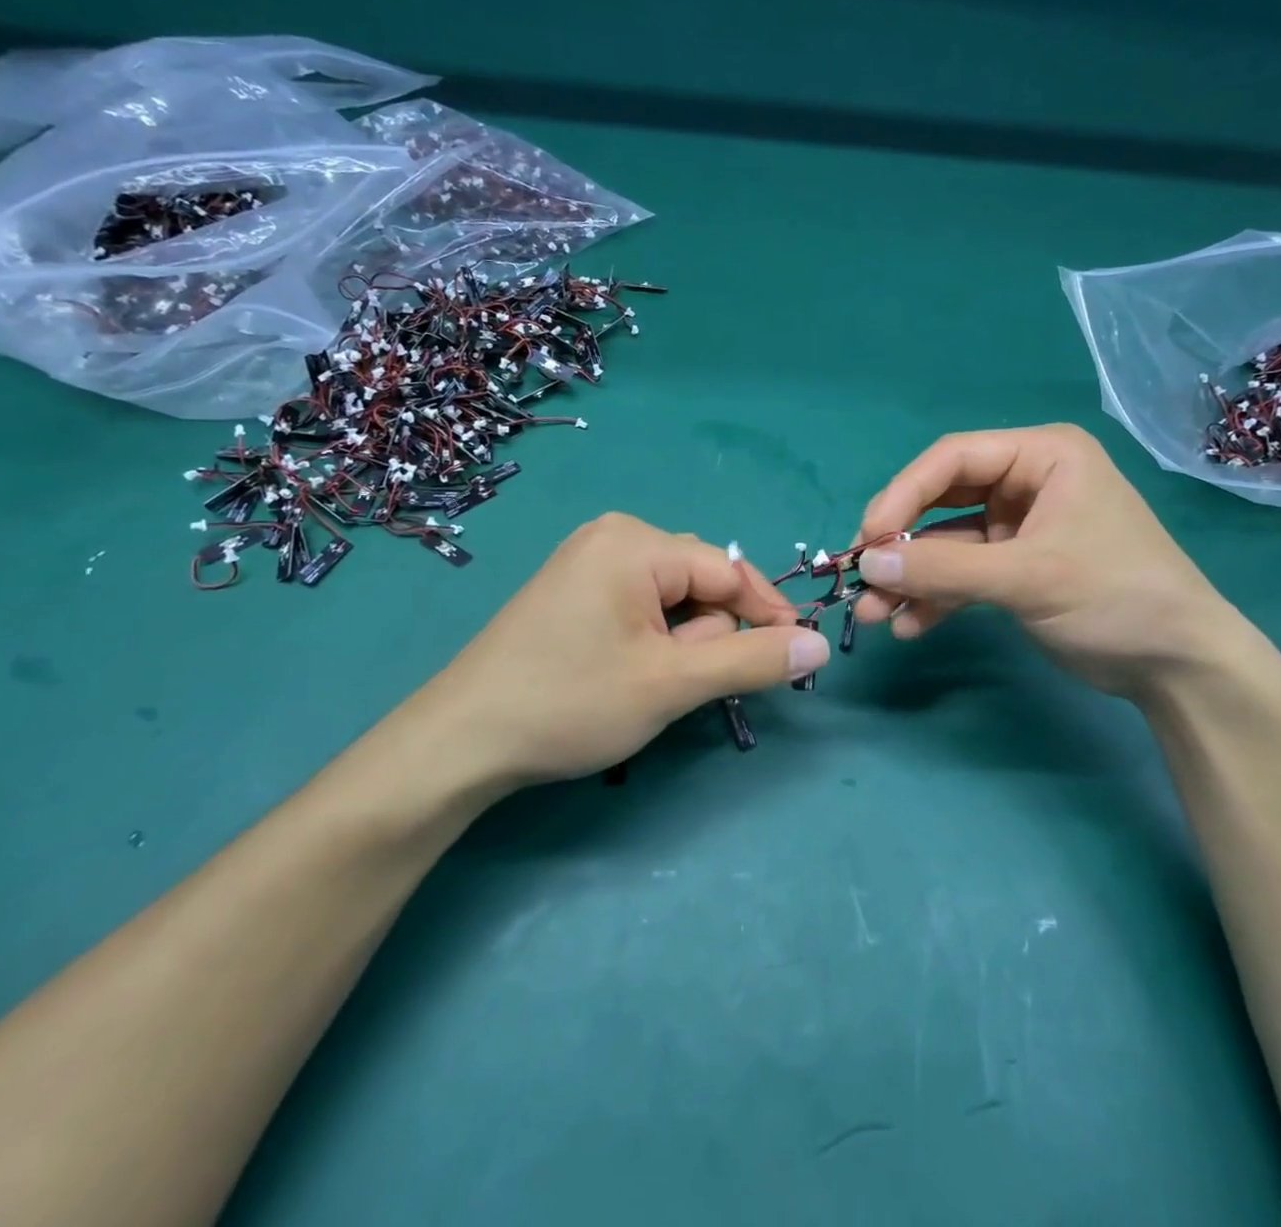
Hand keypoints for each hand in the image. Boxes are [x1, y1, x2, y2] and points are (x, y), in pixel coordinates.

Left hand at [395, 514, 828, 786]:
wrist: (461, 742)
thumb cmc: (570, 703)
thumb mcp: (672, 684)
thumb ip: (751, 660)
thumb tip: (819, 644)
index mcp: (636, 542)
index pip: (729, 571)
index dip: (768, 615)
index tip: (797, 659)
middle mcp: (614, 537)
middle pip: (701, 583)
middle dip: (706, 637)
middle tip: (672, 683)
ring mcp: (589, 561)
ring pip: (673, 600)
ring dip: (679, 645)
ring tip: (642, 683)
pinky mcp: (574, 590)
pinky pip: (641, 606)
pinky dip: (652, 642)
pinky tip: (623, 674)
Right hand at [851, 424, 1250, 697]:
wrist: (1179, 667)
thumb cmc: (1114, 597)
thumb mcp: (1028, 577)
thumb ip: (945, 567)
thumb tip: (868, 562)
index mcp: (1042, 456)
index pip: (952, 458)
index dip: (902, 494)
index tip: (868, 538)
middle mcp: (1026, 482)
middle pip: (941, 499)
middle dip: (902, 542)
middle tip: (862, 575)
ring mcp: (1018, 526)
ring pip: (946, 543)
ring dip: (911, 577)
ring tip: (872, 613)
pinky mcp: (1015, 567)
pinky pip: (962, 573)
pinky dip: (936, 598)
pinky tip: (909, 626)